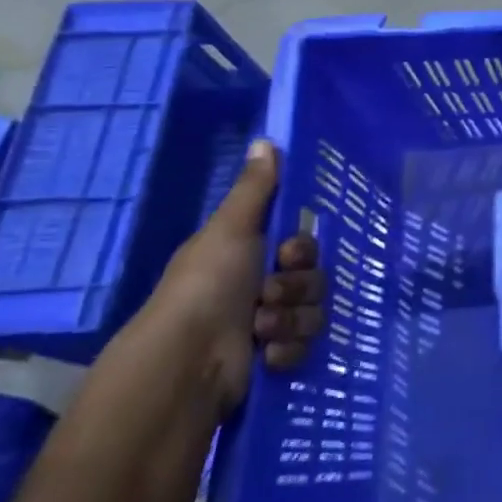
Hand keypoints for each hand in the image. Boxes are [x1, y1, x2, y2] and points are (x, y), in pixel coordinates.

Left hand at [135, 138, 324, 412]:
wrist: (187, 362)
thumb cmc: (206, 287)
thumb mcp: (230, 230)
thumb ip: (255, 189)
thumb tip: (265, 139)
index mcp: (248, 255)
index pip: (303, 245)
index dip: (303, 250)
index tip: (288, 254)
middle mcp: (259, 287)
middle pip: (314, 278)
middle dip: (296, 288)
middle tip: (268, 295)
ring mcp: (267, 325)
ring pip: (314, 312)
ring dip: (290, 320)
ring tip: (260, 331)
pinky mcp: (273, 358)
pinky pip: (306, 346)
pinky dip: (287, 350)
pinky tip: (265, 356)